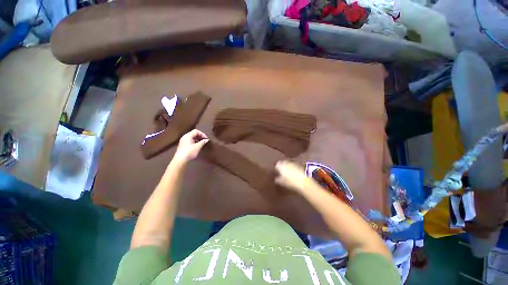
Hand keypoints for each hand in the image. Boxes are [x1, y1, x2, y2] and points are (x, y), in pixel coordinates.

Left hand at [173, 129, 208, 163]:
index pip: (196, 131)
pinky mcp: (182, 144)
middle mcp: (184, 137)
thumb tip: (207, 140)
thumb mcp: (198, 147)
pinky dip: (194, 141)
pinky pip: (189, 140)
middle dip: (200, 136)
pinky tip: (197, 146)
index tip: (206, 139)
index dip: (202, 134)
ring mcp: (183, 141)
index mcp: (188, 136)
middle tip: (204, 140)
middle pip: (193, 133)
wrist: (180, 159)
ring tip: (201, 143)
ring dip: (197, 139)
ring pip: (191, 137)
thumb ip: (202, 142)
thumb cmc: (190, 152)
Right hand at [275, 160, 311, 192]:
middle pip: (283, 162)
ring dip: (288, 166)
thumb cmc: (291, 182)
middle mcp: (287, 162)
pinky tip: (294, 172)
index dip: (277, 168)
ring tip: (288, 171)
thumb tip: (276, 179)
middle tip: (282, 171)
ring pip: (289, 163)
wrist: (305, 181)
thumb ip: (278, 180)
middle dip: (282, 165)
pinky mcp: (299, 165)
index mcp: (281, 166)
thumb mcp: (283, 182)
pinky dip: (293, 167)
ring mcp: (294, 163)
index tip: (277, 171)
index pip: (277, 164)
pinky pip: (294, 164)